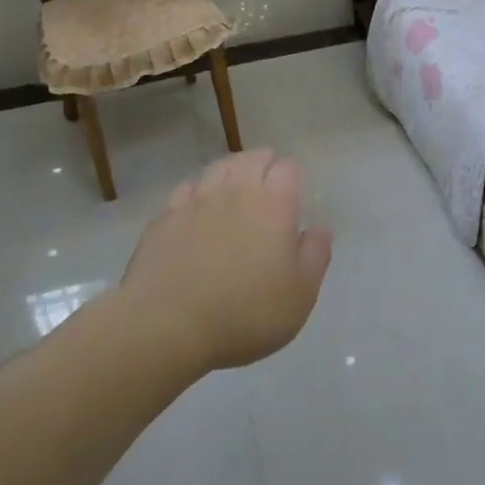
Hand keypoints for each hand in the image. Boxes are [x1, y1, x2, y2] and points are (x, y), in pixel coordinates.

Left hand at [119, 150, 332, 371]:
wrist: (166, 326)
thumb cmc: (245, 314)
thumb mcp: (299, 296)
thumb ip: (315, 256)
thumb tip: (319, 229)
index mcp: (274, 204)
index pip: (288, 168)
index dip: (293, 176)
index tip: (294, 193)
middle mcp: (236, 190)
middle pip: (253, 158)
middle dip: (265, 164)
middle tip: (268, 183)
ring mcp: (196, 200)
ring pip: (219, 168)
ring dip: (232, 171)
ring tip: (235, 186)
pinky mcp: (165, 216)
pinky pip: (187, 188)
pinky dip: (199, 191)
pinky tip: (199, 206)